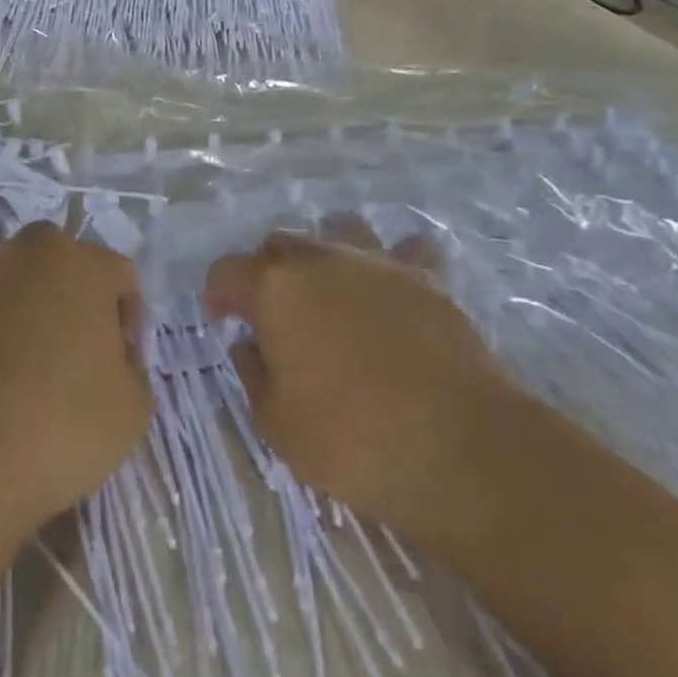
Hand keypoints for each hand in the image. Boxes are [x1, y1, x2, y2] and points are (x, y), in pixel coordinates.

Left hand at [0, 222, 151, 534]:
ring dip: (18, 320)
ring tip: (14, 383)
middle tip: (69, 361)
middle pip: (58, 267)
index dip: (126, 320)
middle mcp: (22, 255)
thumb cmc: (58, 427)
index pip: (119, 276)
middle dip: (69, 302)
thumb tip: (112, 359)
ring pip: (8, 290)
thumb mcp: (132, 411)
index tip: (117, 365)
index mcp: (80, 264)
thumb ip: (132, 369)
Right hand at [204, 224, 511, 542]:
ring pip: (338, 230)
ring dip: (327, 252)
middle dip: (268, 272)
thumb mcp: (277, 424)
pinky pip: (404, 250)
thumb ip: (254, 373)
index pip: (227, 271)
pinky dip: (394, 261)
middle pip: (279, 244)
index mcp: (274, 288)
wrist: (459, 446)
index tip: (222, 320)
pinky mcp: (426, 275)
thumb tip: (250, 344)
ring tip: (333, 290)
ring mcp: (376, 260)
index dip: (218, 293)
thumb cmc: (353, 440)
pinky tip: (396, 288)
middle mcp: (320, 259)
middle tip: (275, 315)